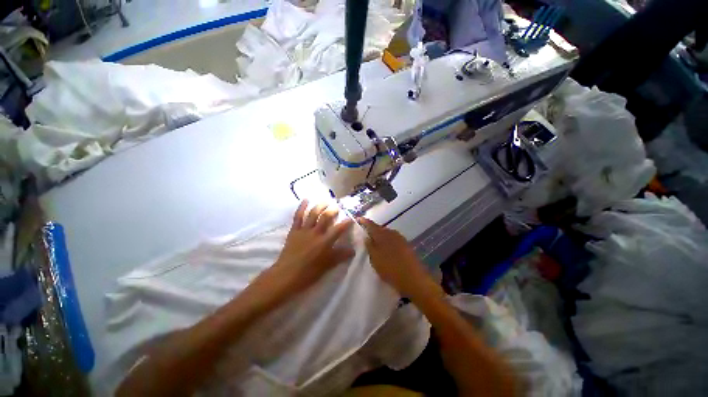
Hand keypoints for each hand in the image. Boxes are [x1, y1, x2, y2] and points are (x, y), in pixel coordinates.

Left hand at [263, 200, 353, 298]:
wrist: (286, 275)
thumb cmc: (308, 272)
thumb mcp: (327, 266)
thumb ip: (340, 256)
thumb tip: (353, 251)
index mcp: (325, 242)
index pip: (338, 229)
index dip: (346, 223)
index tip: (351, 218)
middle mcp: (315, 233)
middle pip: (326, 217)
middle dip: (333, 210)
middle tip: (337, 207)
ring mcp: (304, 230)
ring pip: (313, 214)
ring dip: (320, 205)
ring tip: (326, 201)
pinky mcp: (294, 230)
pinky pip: (298, 216)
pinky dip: (302, 207)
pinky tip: (306, 200)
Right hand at [358, 218, 431, 297]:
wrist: (413, 278)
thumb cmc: (390, 268)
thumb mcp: (375, 258)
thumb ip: (369, 246)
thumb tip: (366, 236)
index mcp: (382, 234)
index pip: (371, 224)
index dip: (364, 221)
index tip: (358, 219)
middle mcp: (392, 232)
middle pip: (379, 228)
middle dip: (372, 230)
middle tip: (365, 234)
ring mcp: (400, 238)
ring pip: (387, 234)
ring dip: (380, 236)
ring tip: (375, 242)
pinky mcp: (406, 244)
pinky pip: (393, 239)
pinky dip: (388, 241)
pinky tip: (386, 248)